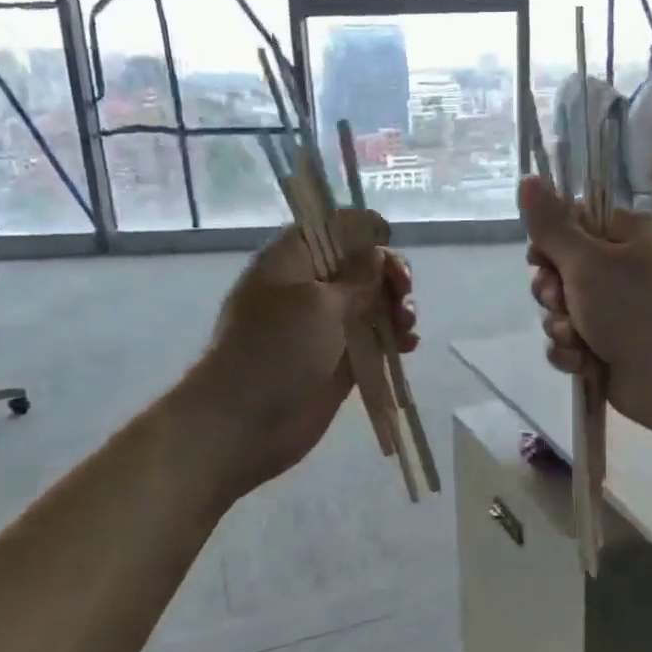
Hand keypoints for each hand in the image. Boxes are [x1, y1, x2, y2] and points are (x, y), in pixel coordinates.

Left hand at [189, 208, 417, 498]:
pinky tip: (407, 346)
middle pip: (359, 265)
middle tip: (403, 291)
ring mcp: (324, 326)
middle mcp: (308, 287)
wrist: (243, 423)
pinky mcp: (339, 359)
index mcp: (291, 261)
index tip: (388, 241)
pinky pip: (373, 339)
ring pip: (371, 303)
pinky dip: (393, 338)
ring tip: (407, 326)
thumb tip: (377, 254)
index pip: (329, 228)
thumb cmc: (275, 350)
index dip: (361, 230)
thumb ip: (356, 278)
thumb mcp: (318, 304)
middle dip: (387, 274)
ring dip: (396, 308)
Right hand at [520, 176, 651, 438]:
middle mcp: (625, 266)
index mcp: (631, 233)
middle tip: (559, 301)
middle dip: (551, 290)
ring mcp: (617, 308)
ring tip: (575, 338)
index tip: (540, 258)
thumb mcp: (587, 261)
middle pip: (562, 267)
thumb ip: (551, 225)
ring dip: (559, 324)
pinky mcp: (608, 343)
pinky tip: (579, 360)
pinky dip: (569, 350)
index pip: (575, 222)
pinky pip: (570, 338)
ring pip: (562, 307)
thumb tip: (527, 178)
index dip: (550, 241)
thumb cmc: (636, 310)